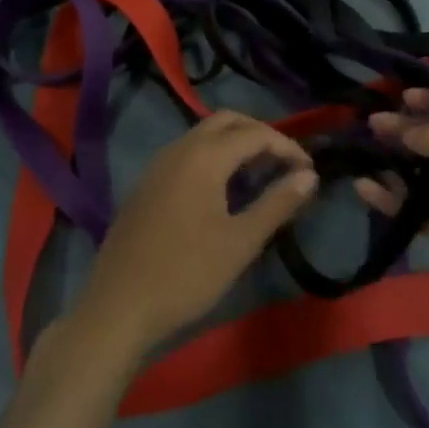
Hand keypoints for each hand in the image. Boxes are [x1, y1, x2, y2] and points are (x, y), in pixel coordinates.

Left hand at [71, 111, 318, 358]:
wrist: (119, 305)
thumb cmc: (187, 274)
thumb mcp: (241, 242)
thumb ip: (277, 203)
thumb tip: (309, 176)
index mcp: (204, 156)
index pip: (255, 133)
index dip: (287, 146)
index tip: (309, 171)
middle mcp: (179, 148)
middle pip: (226, 121)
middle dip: (259, 134)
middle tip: (285, 163)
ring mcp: (158, 164)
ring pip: (203, 134)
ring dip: (234, 143)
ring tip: (259, 174)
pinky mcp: (146, 182)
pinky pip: (186, 152)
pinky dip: (212, 156)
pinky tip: (221, 189)